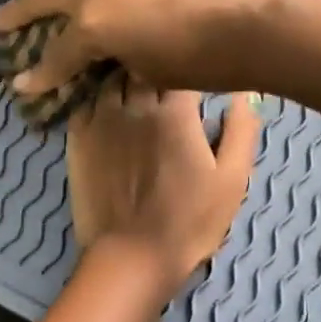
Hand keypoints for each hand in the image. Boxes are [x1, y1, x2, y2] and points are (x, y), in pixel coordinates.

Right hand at [0, 0, 287, 97]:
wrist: (256, 24)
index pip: (55, 53)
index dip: (38, 75)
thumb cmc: (204, 62)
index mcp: (94, 22)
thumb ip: (113, 58)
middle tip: (5, 21)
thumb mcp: (147, 72)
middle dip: (18, 10)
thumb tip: (102, 54)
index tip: (24, 85)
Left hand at [66, 84, 261, 297]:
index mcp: (175, 112)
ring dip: (123, 77)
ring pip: (111, 79)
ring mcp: (100, 120)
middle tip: (162, 76)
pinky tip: (106, 107)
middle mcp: (134, 106)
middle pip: (142, 65)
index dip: (188, 65)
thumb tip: (243, 93)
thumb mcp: (232, 180)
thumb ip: (241, 130)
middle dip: (153, 65)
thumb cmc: (189, 222)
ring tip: (133, 85)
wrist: (131, 256)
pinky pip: (85, 102)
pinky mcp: (77, 139)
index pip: (181, 65)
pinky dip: (96, 98)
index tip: (194, 73)